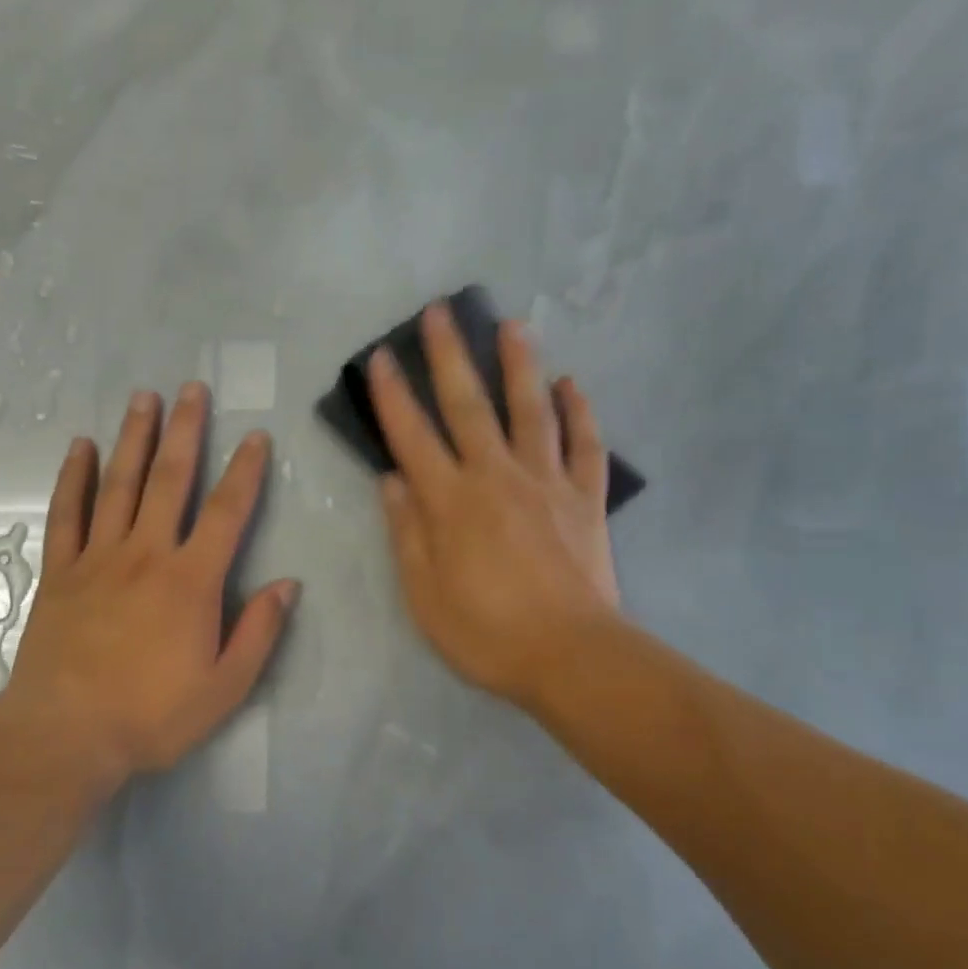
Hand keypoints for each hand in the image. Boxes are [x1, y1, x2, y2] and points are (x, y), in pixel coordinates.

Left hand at [1, 383, 299, 788]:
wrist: (64, 735)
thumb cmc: (151, 716)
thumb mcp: (224, 688)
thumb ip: (259, 632)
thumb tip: (288, 584)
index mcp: (191, 580)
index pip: (227, 512)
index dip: (245, 472)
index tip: (256, 436)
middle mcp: (146, 554)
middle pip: (169, 480)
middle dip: (185, 431)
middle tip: (192, 388)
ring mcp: (98, 558)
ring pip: (118, 484)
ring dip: (134, 437)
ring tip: (143, 397)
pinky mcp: (60, 572)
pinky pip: (67, 513)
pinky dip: (74, 477)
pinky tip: (80, 447)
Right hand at [369, 303, 619, 715]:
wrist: (571, 657)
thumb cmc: (486, 633)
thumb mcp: (424, 595)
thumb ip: (406, 533)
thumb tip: (391, 480)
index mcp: (450, 502)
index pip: (412, 436)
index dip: (393, 395)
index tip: (382, 357)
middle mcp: (496, 477)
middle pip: (469, 405)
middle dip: (450, 356)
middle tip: (441, 311)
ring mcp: (546, 482)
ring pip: (532, 410)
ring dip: (520, 365)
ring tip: (512, 325)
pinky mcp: (585, 499)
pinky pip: (585, 445)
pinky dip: (580, 412)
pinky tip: (572, 384)